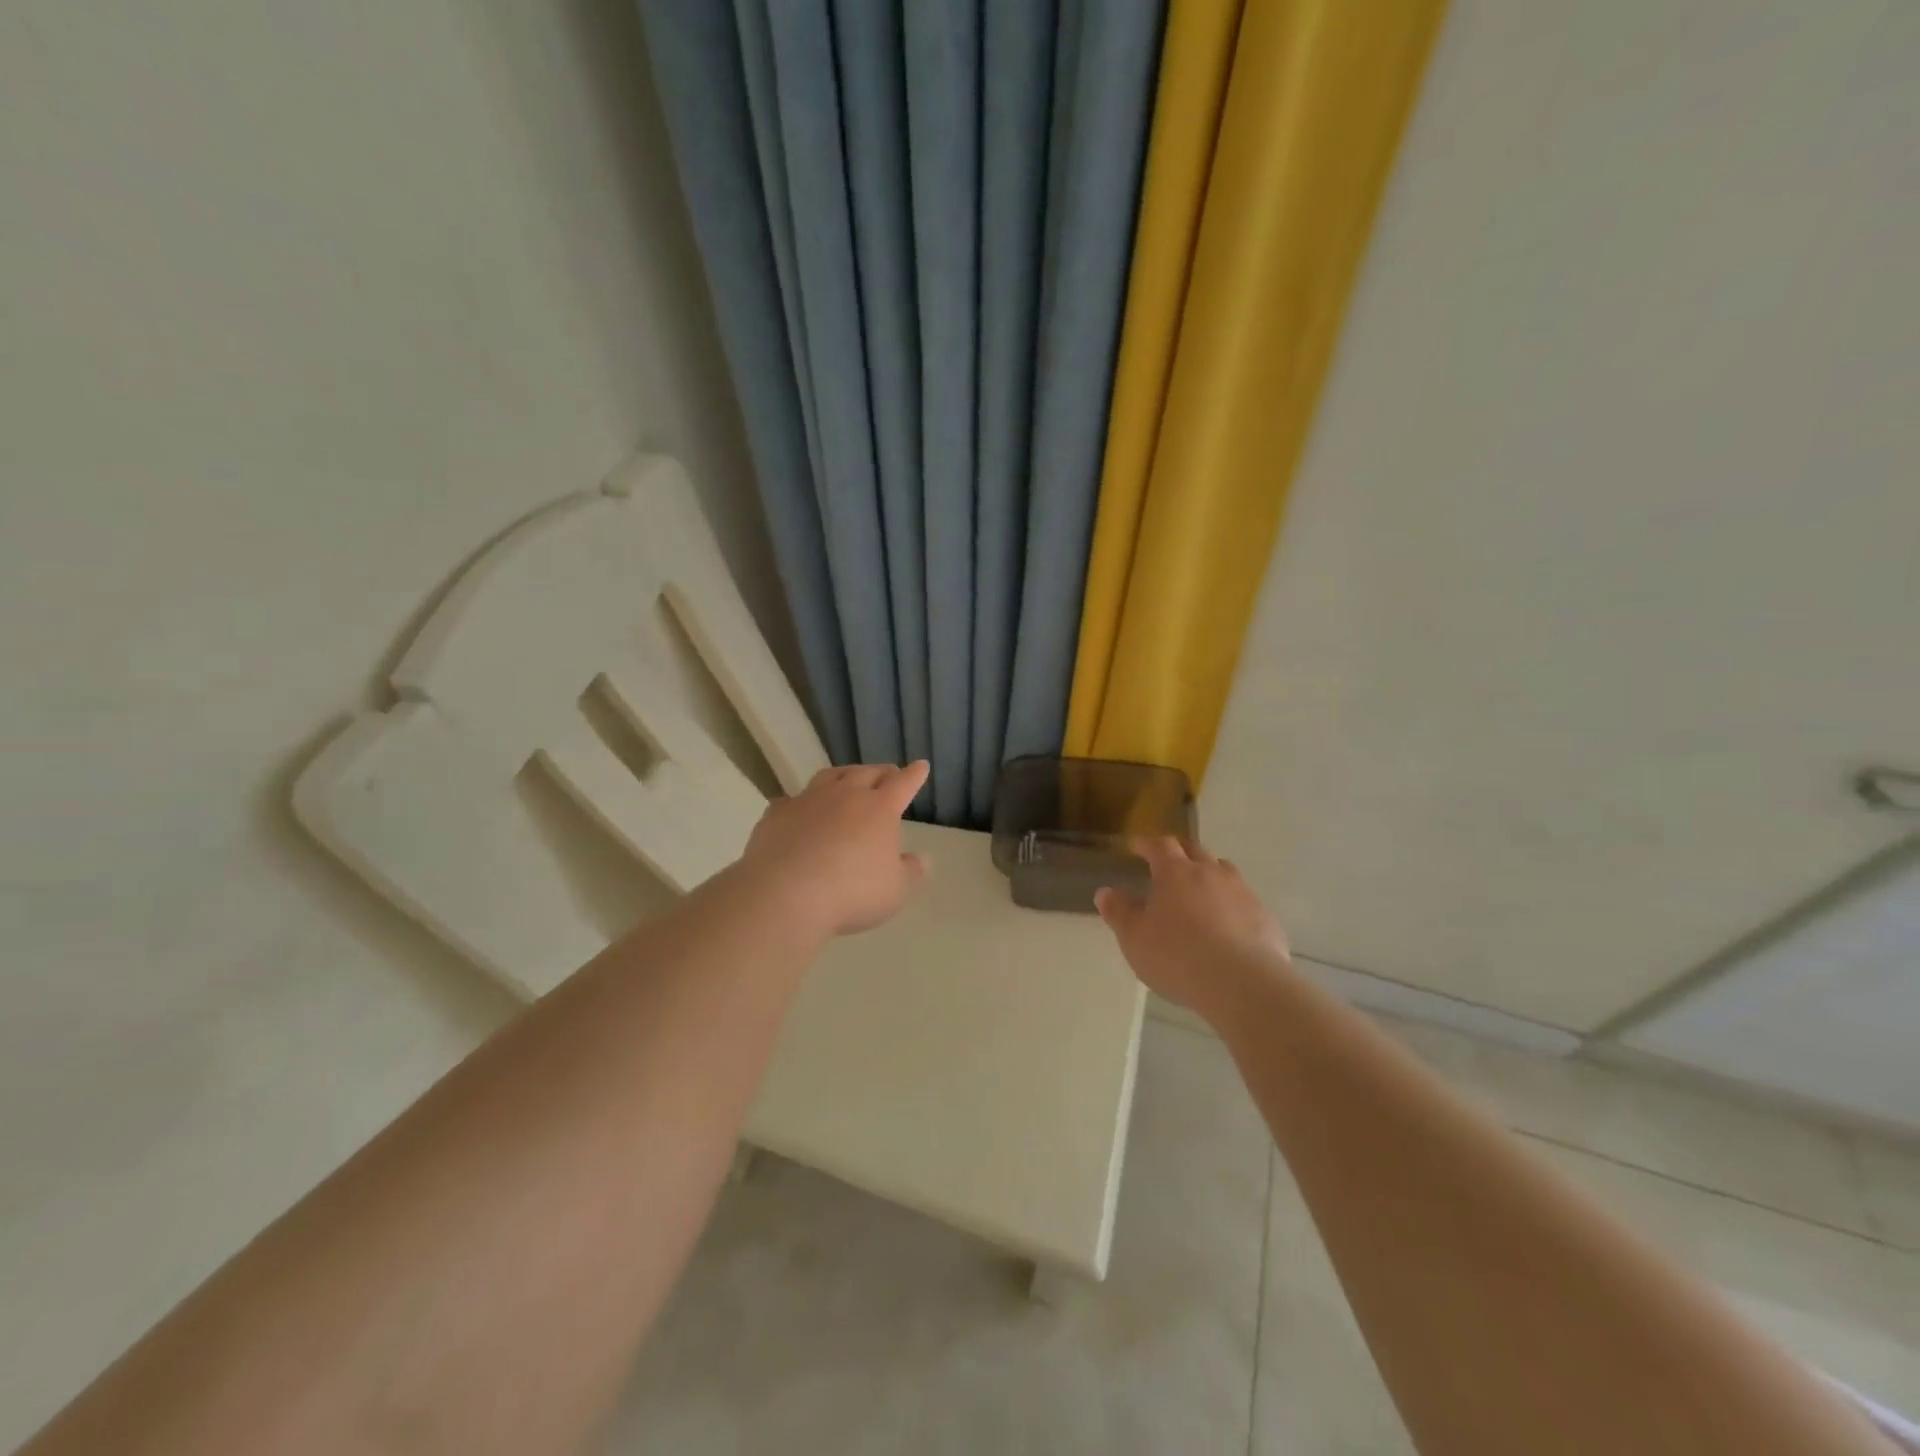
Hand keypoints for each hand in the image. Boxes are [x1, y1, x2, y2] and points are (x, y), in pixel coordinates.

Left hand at [738, 761, 929, 937]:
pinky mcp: (778, 813)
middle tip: (888, 773)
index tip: (920, 766)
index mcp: (879, 809)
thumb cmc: (852, 892)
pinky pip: (793, 800)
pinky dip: (802, 802)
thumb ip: (909, 872)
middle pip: (867, 773)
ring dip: (844, 775)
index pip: (903, 784)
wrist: (786, 893)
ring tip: (848, 778)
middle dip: (882, 772)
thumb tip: (921, 858)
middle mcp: (846, 795)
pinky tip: (800, 809)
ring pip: (830, 776)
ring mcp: (809, 800)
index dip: (914, 775)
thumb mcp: (894, 890)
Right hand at [1095, 839, 1292, 1024]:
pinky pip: (1244, 902)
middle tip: (1169, 863)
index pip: (1161, 845)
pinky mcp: (1264, 917)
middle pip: (1195, 850)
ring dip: (1210, 875)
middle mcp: (1211, 873)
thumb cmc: (1177, 955)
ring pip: (1224, 871)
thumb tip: (1106, 892)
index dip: (1148, 844)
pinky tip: (1228, 927)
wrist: (1242, 983)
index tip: (1138, 847)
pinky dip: (1232, 905)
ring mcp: (1242, 893)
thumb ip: (1119, 912)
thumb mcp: (1134, 938)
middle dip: (1180, 852)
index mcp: (1176, 872)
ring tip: (1200, 891)